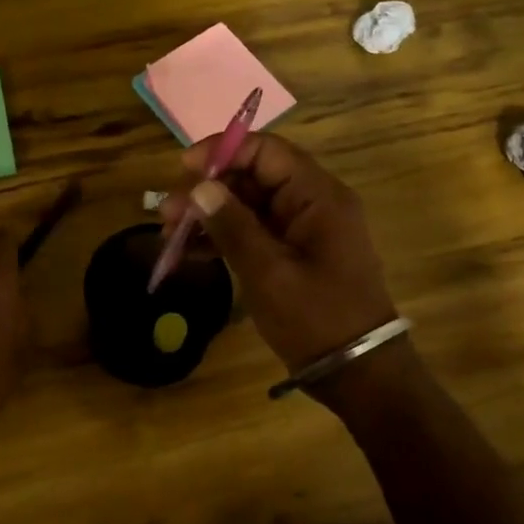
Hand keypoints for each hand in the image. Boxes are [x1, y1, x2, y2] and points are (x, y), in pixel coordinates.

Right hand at [160, 133, 399, 375]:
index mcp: (318, 196)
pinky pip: (253, 233)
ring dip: (209, 216)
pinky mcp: (292, 255)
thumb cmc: (316, 318)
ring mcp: (302, 231)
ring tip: (168, 235)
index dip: (222, 152)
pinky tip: (189, 253)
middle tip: (166, 213)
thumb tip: (200, 188)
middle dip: (208, 191)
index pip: (267, 151)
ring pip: (248, 207)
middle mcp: (312, 204)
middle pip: (253, 178)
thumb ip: (233, 226)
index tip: (182, 170)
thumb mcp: (269, 272)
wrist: (356, 371)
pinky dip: (223, 239)